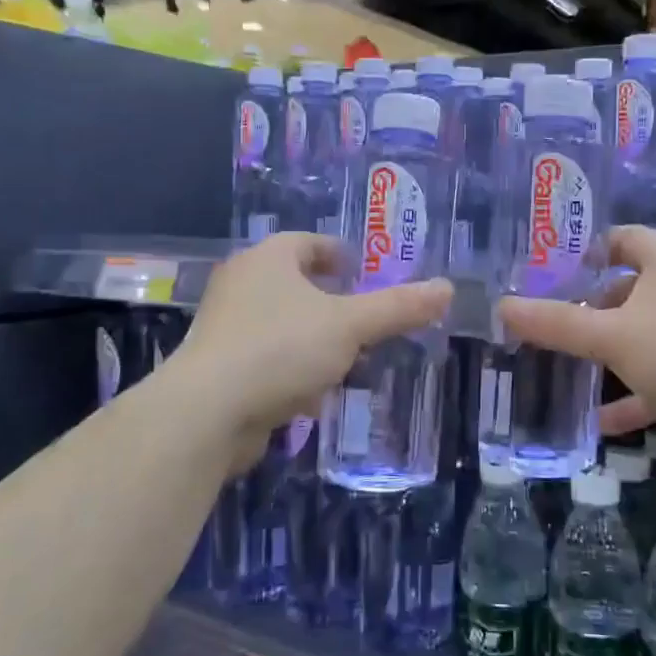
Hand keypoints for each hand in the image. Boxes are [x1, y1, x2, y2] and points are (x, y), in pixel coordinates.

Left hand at [167, 233, 451, 472]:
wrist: (208, 413)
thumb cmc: (281, 349)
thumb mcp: (350, 325)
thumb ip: (398, 307)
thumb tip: (447, 288)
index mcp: (268, 260)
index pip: (306, 242)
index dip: (336, 253)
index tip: (360, 270)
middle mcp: (241, 285)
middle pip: (293, 283)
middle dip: (329, 300)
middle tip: (364, 315)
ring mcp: (226, 328)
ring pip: (281, 324)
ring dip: (312, 338)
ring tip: (348, 356)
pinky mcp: (219, 368)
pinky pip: (266, 358)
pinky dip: (292, 368)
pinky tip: (314, 393)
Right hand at [497, 226, 655, 468]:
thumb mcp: (614, 335)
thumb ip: (557, 323)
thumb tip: (503, 306)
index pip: (624, 238)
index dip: (587, 249)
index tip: (549, 270)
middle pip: (628, 290)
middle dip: (589, 309)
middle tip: (547, 325)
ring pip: (642, 337)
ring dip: (608, 355)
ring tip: (564, 369)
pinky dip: (632, 395)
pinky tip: (600, 420)